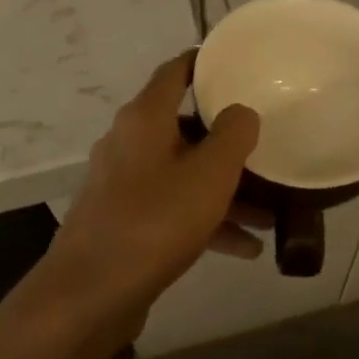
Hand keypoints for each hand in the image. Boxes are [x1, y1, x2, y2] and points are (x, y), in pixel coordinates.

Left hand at [25, 54, 260, 340]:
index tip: (235, 63)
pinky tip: (245, 248)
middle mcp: (129, 143)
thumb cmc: (153, 222)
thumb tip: (241, 111)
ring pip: (183, 173)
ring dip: (224, 190)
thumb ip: (233, 136)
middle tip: (264, 147)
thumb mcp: (208, 176)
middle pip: (185, 128)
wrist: (89, 295)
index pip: (175, 72)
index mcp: (144, 119)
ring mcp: (123, 183)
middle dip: (227, 142)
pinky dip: (205, 220)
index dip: (203, 63)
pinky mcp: (123, 220)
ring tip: (269, 213)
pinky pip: (172, 208)